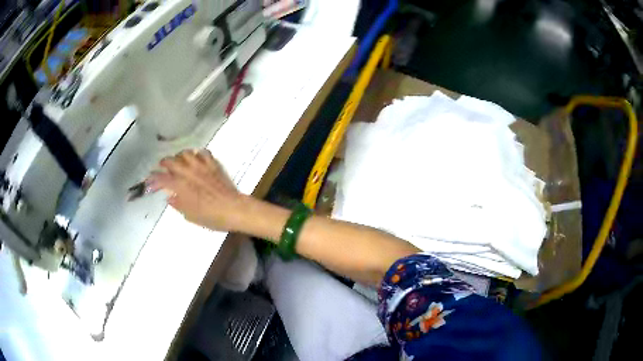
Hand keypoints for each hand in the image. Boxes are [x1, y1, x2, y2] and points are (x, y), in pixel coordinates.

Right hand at [146, 150, 248, 231]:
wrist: (234, 209)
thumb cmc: (211, 217)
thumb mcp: (190, 216)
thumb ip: (178, 204)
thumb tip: (170, 197)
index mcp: (180, 186)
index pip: (162, 178)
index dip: (153, 179)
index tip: (149, 181)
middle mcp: (188, 172)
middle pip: (171, 161)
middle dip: (163, 163)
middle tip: (161, 168)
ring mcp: (201, 166)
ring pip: (186, 153)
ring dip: (179, 156)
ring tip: (178, 162)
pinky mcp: (213, 164)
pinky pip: (203, 152)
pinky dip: (197, 154)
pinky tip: (196, 159)